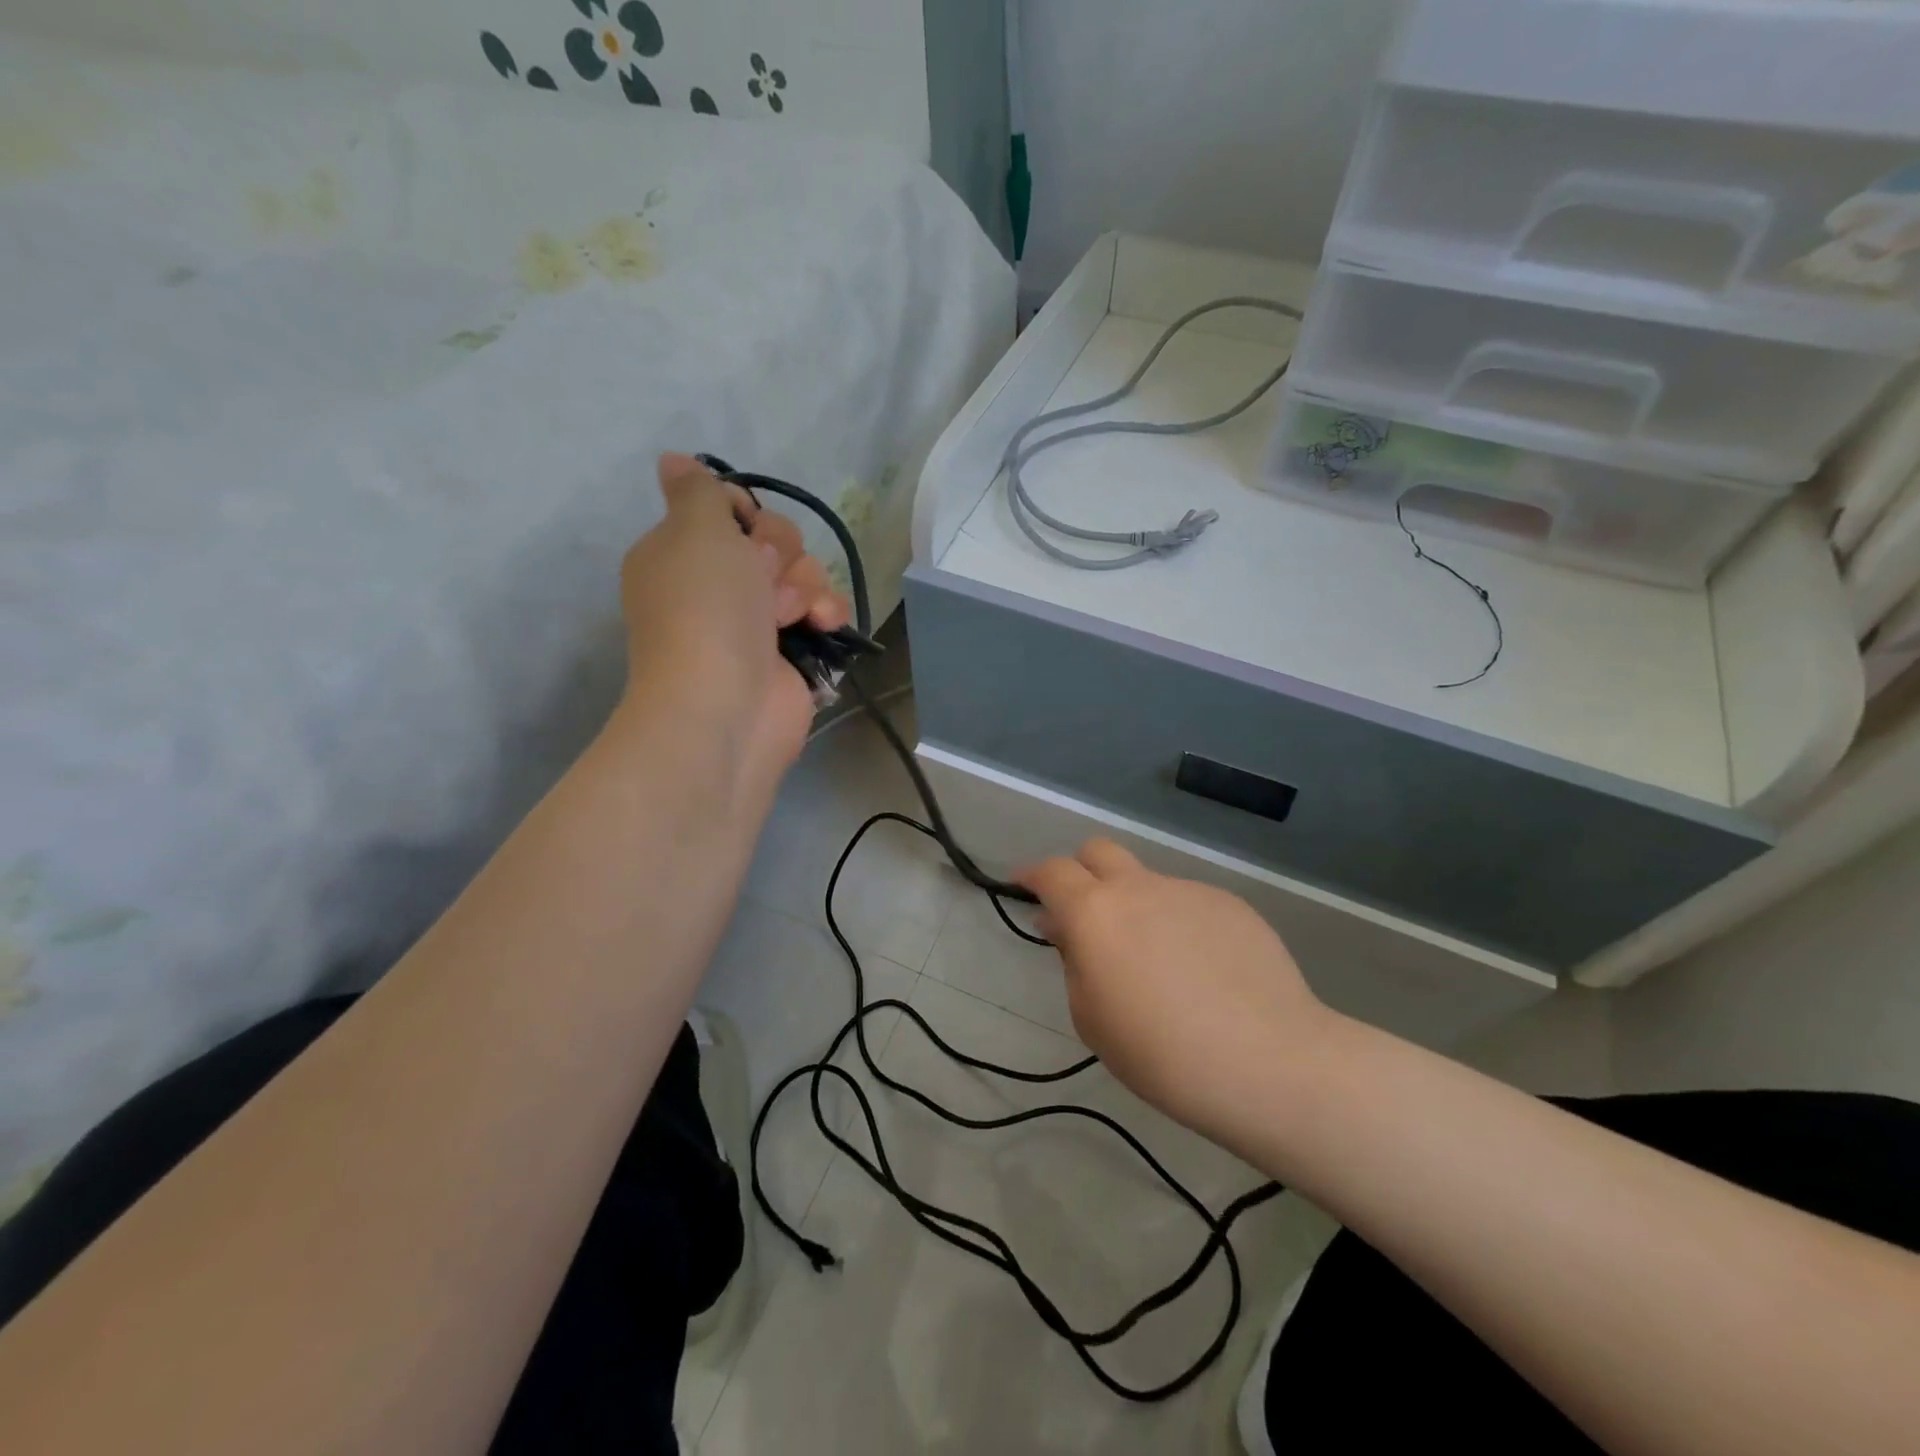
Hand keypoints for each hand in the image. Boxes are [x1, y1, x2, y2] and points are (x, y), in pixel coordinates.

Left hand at [619, 453, 849, 776]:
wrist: (726, 704)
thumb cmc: (705, 610)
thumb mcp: (695, 531)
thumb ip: (698, 491)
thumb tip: (673, 460)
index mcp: (682, 553)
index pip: (729, 509)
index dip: (746, 513)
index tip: (744, 530)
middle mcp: (718, 584)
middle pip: (774, 539)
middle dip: (779, 553)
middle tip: (764, 579)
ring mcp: (757, 620)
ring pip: (804, 573)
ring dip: (805, 586)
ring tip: (789, 615)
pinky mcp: (793, 650)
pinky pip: (823, 609)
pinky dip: (826, 612)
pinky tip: (821, 625)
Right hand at [1017, 840, 1331, 1140]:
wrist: (1267, 1062)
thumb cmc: (1161, 1054)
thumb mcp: (1092, 1019)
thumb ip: (1073, 961)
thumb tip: (1065, 928)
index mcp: (1095, 913)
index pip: (1052, 872)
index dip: (1032, 875)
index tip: (1023, 885)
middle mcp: (1139, 888)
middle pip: (1098, 851)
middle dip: (1081, 871)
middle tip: (1084, 913)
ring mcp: (1189, 891)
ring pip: (1147, 883)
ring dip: (1136, 907)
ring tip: (1157, 965)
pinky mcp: (1230, 904)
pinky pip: (1188, 905)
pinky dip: (1178, 925)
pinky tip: (1201, 971)